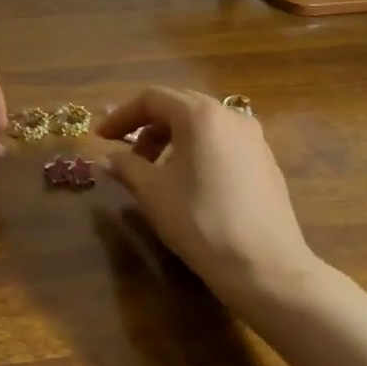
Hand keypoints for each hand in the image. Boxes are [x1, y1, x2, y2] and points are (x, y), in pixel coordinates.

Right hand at [98, 88, 317, 305]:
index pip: (151, 98)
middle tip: (125, 154)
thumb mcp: (152, 192)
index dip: (121, 116)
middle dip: (146, 126)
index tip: (101, 138)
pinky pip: (222, 141)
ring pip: (202, 124)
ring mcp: (253, 137)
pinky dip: (197, 150)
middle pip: (178, 106)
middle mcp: (230, 115)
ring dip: (171, 139)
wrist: (265, 267)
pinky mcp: (266, 161)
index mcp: (200, 115)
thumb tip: (108, 158)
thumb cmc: (201, 221)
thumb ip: (126, 166)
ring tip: (155, 172)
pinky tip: (189, 183)